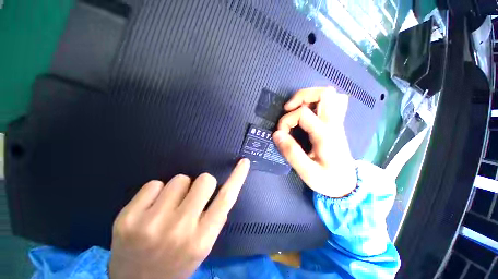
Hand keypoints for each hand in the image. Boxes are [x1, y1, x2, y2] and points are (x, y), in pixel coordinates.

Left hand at [109, 159, 249, 278]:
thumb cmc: (175, 265)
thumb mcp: (202, 247)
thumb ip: (213, 218)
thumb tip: (222, 187)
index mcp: (201, 240)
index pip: (226, 199)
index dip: (237, 177)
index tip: (244, 162)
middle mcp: (179, 230)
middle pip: (204, 180)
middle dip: (202, 184)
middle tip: (192, 198)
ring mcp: (151, 224)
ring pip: (180, 179)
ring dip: (179, 188)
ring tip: (169, 207)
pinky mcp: (127, 218)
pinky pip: (154, 184)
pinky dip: (157, 191)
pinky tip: (150, 209)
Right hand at [273, 87, 356, 197]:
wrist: (347, 185)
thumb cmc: (327, 180)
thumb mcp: (307, 172)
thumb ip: (291, 153)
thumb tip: (277, 134)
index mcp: (325, 134)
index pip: (303, 113)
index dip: (286, 120)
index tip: (281, 134)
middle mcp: (333, 124)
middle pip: (324, 93)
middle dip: (301, 96)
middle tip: (288, 108)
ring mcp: (337, 122)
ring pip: (330, 95)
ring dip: (310, 97)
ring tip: (297, 109)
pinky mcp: (336, 125)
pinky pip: (334, 103)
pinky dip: (319, 102)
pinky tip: (309, 112)